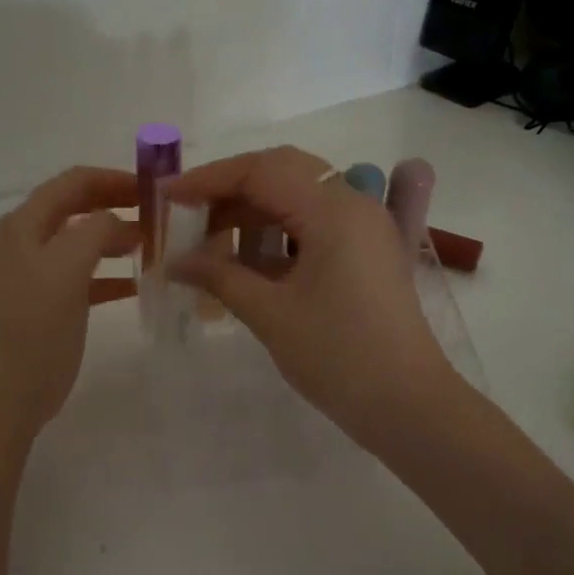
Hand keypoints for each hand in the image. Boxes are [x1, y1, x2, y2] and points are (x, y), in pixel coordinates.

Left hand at [0, 166, 137, 436]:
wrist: (7, 392)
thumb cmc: (35, 325)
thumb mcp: (67, 268)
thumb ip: (95, 231)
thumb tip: (117, 221)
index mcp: (25, 225)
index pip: (73, 182)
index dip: (113, 179)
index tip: (153, 188)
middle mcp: (26, 242)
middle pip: (77, 209)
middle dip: (117, 207)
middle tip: (158, 215)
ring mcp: (35, 275)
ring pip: (83, 243)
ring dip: (116, 240)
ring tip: (154, 246)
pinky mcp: (47, 305)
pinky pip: (84, 278)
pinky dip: (110, 275)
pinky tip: (138, 283)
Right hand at [166, 147, 457, 450]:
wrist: (406, 404)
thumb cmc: (337, 356)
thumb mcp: (270, 313)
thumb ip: (219, 276)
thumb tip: (174, 261)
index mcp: (334, 210)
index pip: (261, 170)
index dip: (208, 179)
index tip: (167, 197)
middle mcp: (354, 205)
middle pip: (281, 174)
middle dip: (230, 192)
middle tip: (189, 219)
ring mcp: (365, 228)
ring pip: (298, 199)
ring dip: (253, 215)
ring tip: (212, 248)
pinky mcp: (367, 253)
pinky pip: (314, 226)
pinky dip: (277, 236)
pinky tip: (248, 265)